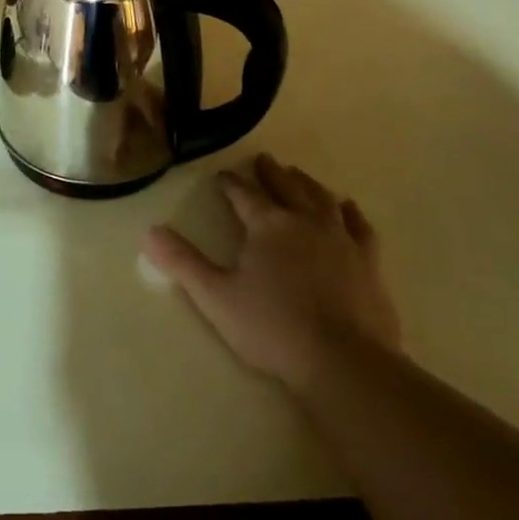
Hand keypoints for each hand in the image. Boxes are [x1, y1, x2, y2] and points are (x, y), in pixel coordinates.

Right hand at [145, 154, 399, 388]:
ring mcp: (340, 238)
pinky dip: (351, 213)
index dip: (231, 184)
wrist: (343, 359)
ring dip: (307, 184)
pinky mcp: (368, 261)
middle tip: (264, 160)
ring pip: (321, 198)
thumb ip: (183, 262)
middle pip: (285, 187)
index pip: (243, 195)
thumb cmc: (272, 327)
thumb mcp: (216, 297)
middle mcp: (304, 221)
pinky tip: (347, 207)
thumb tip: (150, 232)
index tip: (222, 176)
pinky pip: (360, 226)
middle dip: (271, 173)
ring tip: (298, 175)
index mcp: (267, 225)